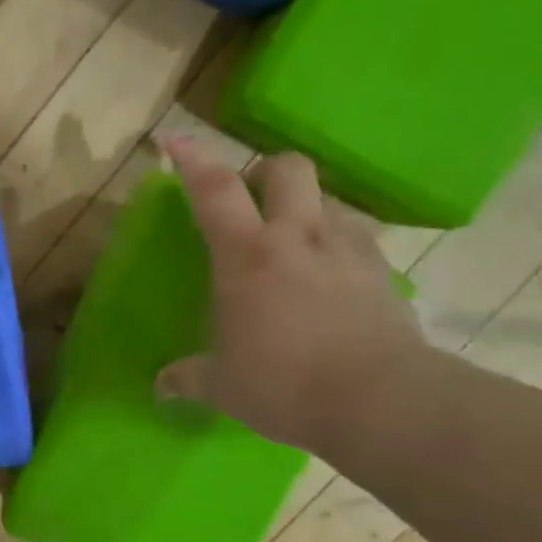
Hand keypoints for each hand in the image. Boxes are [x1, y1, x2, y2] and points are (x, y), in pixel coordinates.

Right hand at [155, 138, 426, 455]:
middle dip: (264, 173)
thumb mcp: (222, 386)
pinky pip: (357, 235)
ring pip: (327, 197)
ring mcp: (347, 248)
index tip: (171, 140)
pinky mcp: (382, 270)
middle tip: (250, 206)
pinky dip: (337, 243)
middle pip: (286, 167)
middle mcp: (298, 236)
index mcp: (247, 255)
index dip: (190, 158)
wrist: (380, 401)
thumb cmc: (284, 385)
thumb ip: (187, 378)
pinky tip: (330, 277)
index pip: (214, 188)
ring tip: (294, 244)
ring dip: (305, 208)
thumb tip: (160, 387)